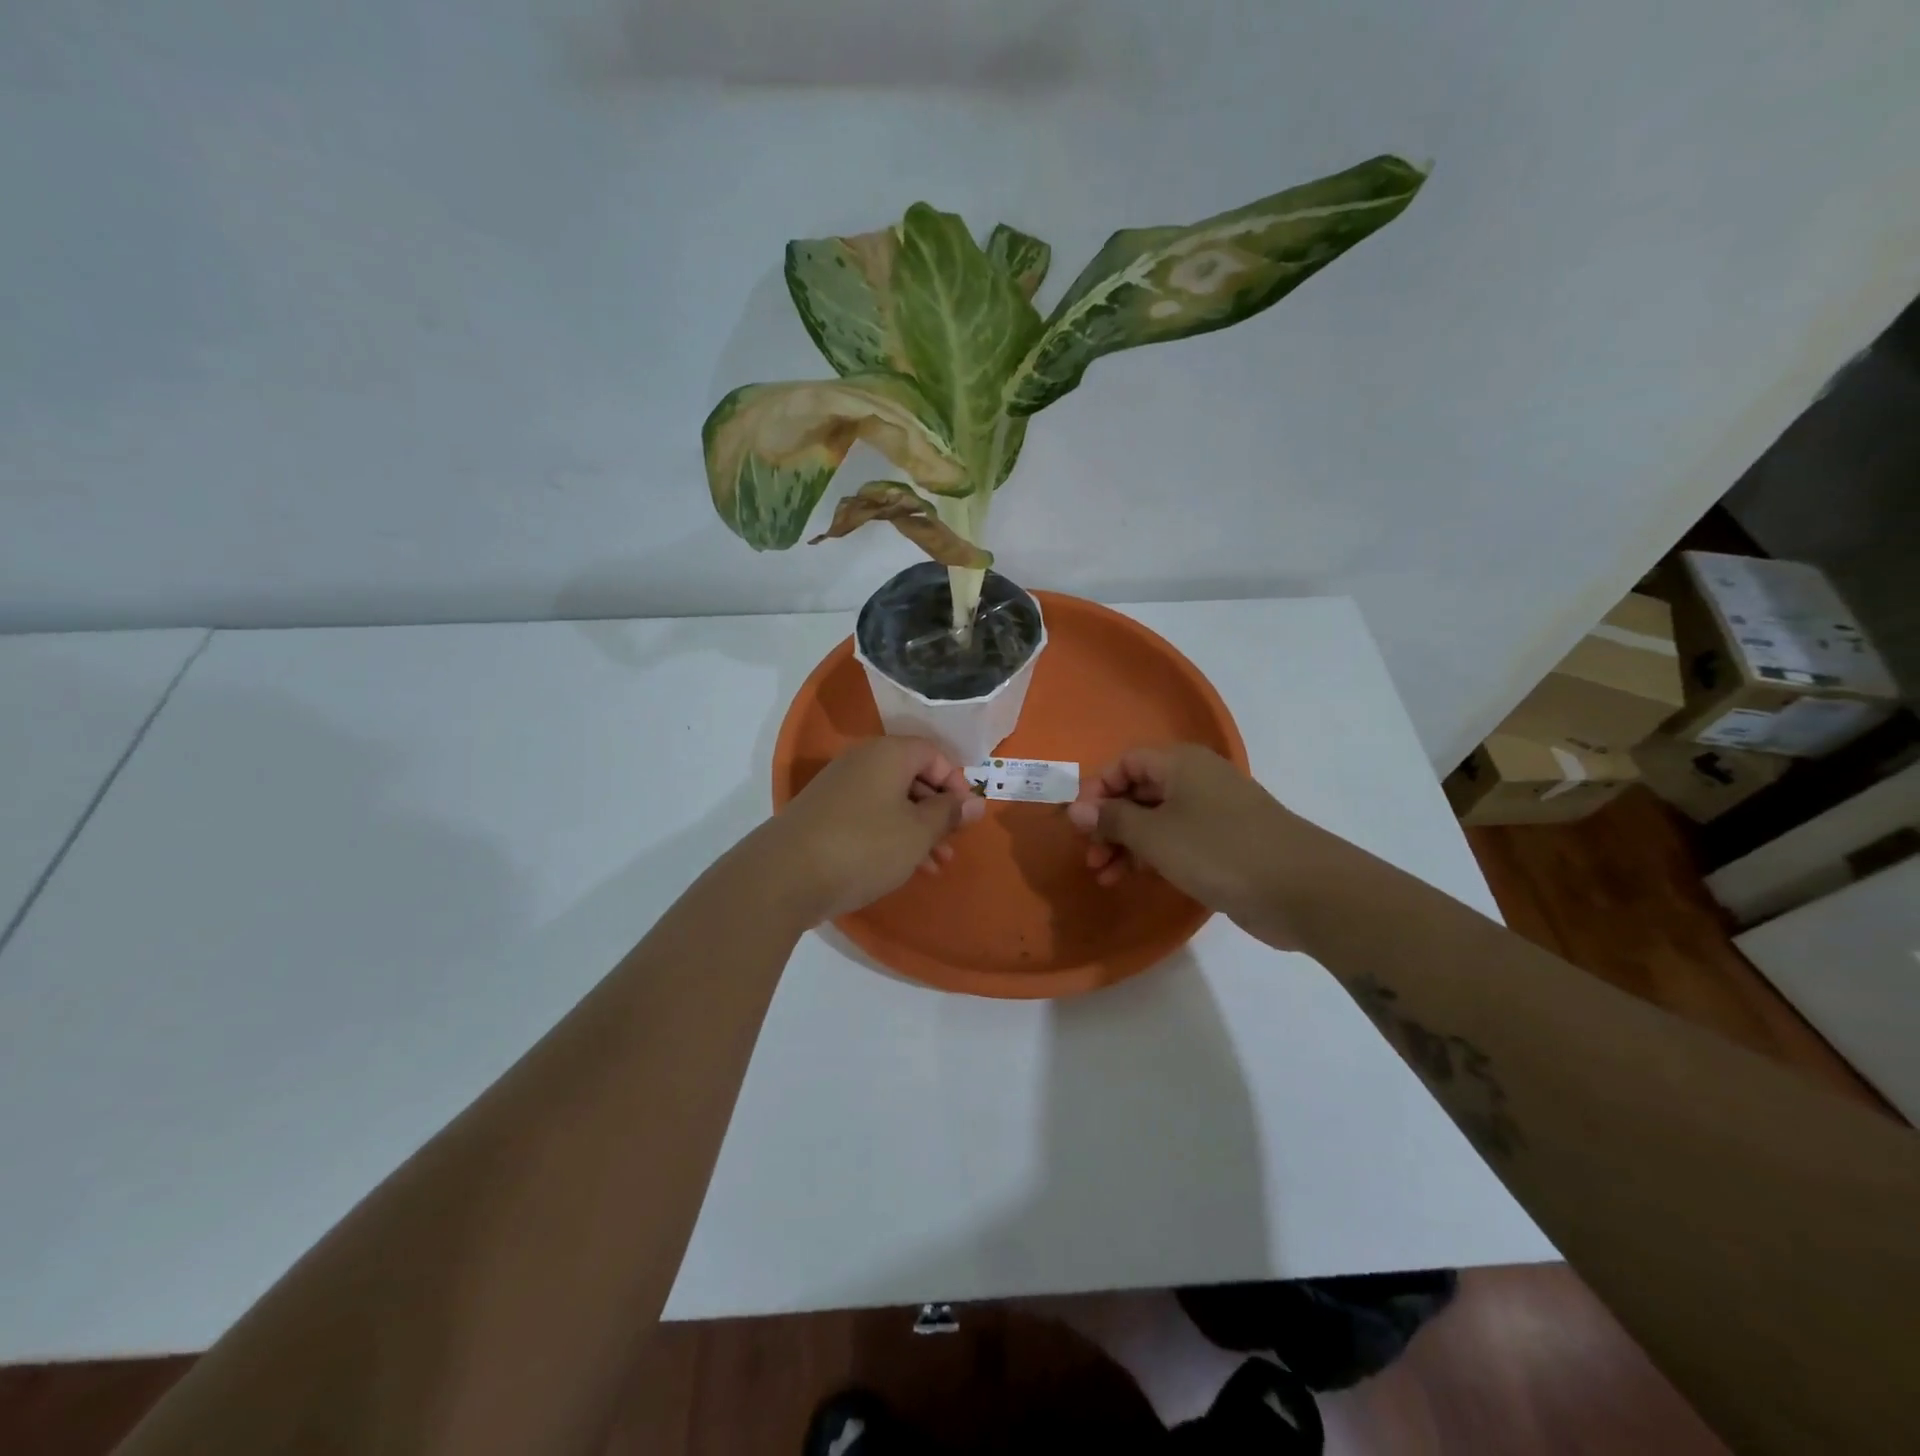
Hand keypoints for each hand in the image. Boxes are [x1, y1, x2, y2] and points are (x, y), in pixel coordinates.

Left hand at [755, 735, 984, 923]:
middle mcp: (862, 761)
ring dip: (918, 829)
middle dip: (938, 810)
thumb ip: (949, 814)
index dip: (955, 782)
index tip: (966, 814)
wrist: (785, 875)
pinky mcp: (824, 814)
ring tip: (937, 865)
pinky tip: (906, 867)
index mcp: (888, 753)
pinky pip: (870, 816)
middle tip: (953, 842)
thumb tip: (976, 801)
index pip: (933, 753)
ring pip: (892, 801)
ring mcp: (839, 787)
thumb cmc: (865, 845)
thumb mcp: (918, 832)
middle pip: (912, 776)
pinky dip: (892, 836)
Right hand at [1066, 744, 1338, 950]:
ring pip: (1156, 819)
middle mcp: (1195, 779)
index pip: (1125, 763)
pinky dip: (1153, 855)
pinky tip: (1135, 878)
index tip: (1079, 825)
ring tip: (1106, 876)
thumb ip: (1112, 820)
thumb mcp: (1155, 836)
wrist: (1301, 889)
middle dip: (1109, 823)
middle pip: (1138, 792)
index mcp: (1180, 763)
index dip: (1097, 790)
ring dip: (1126, 844)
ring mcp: (1213, 812)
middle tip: (1091, 858)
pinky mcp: (1224, 843)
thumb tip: (1075, 809)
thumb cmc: (1219, 850)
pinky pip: (1177, 840)